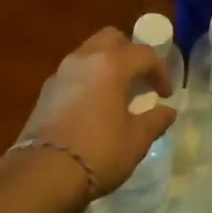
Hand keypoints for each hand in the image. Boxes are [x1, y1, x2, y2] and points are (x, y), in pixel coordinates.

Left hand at [24, 28, 174, 195]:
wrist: (43, 174)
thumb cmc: (98, 151)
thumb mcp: (136, 140)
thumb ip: (155, 120)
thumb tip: (168, 111)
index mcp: (111, 64)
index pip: (144, 54)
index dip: (160, 72)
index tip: (165, 95)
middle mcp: (85, 58)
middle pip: (112, 38)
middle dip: (130, 53)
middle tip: (139, 79)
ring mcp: (61, 72)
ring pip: (89, 52)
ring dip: (107, 64)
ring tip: (116, 93)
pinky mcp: (45, 91)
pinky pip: (73, 73)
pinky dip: (88, 79)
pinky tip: (92, 106)